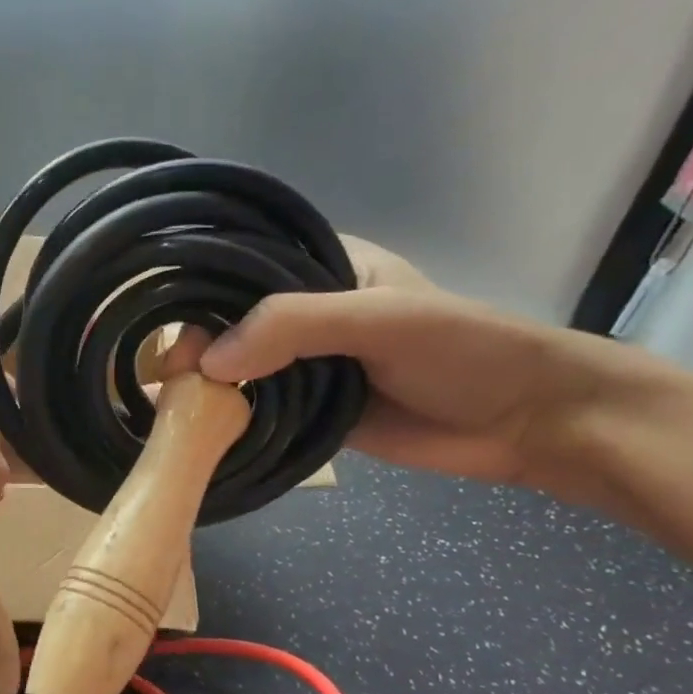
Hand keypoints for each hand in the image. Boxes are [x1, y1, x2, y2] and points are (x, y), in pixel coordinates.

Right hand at [198, 238, 605, 491]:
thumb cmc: (462, 350)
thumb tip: (207, 365)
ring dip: (207, 386)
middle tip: (165, 378)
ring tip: (165, 405)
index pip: (242, 269)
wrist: (527, 421)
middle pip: (233, 321)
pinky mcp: (311, 409)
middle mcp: (305, 310)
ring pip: (241, 368)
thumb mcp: (376, 320)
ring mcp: (307, 362)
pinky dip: (229, 418)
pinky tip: (192, 427)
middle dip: (197, 345)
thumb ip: (292, 327)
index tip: (167, 330)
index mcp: (322, 265)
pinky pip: (259, 408)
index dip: (200, 294)